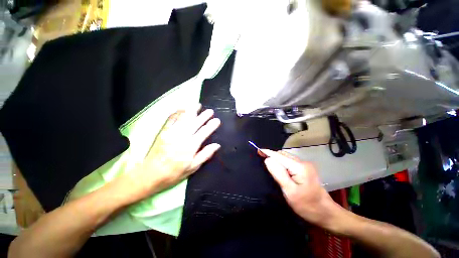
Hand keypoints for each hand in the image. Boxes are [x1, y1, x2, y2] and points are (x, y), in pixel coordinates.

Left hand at [128, 104, 220, 198]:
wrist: (150, 175)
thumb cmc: (174, 173)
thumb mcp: (193, 167)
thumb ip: (205, 155)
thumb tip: (216, 145)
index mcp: (191, 146)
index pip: (204, 132)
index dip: (211, 125)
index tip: (217, 120)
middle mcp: (182, 137)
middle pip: (195, 123)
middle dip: (204, 116)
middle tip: (210, 111)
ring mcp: (172, 133)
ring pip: (184, 119)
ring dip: (192, 111)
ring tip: (198, 105)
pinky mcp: (164, 132)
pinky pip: (171, 119)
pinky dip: (177, 112)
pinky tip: (182, 108)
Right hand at [260, 149, 341, 228]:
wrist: (326, 213)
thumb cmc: (307, 205)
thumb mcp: (289, 191)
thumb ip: (278, 173)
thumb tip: (268, 159)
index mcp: (299, 167)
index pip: (279, 156)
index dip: (268, 152)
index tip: (258, 150)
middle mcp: (303, 162)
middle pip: (283, 155)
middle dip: (271, 155)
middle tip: (261, 157)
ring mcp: (305, 165)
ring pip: (286, 157)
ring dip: (276, 159)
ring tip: (268, 163)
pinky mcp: (305, 169)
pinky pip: (290, 162)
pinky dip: (282, 162)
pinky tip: (278, 167)